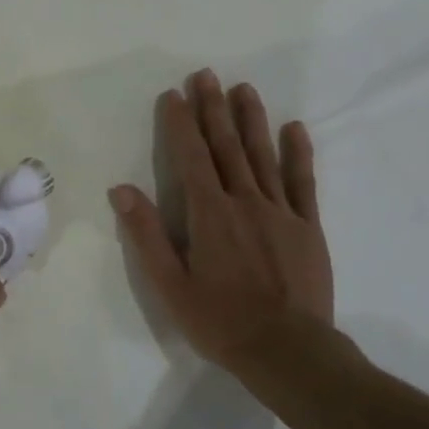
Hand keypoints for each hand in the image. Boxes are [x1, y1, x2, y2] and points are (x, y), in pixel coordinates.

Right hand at [109, 69, 334, 369]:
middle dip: (213, 108)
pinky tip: (294, 128)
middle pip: (226, 146)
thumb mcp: (170, 285)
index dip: (180, 123)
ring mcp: (280, 212)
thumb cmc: (221, 321)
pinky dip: (298, 153)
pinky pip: (303, 183)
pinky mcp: (308, 227)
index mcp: (209, 213)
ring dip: (251, 120)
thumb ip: (146, 234)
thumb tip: (120, 189)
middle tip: (206, 75)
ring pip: (263, 155)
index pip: (191, 157)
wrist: (289, 353)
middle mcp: (244, 201)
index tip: (173, 94)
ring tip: (244, 88)